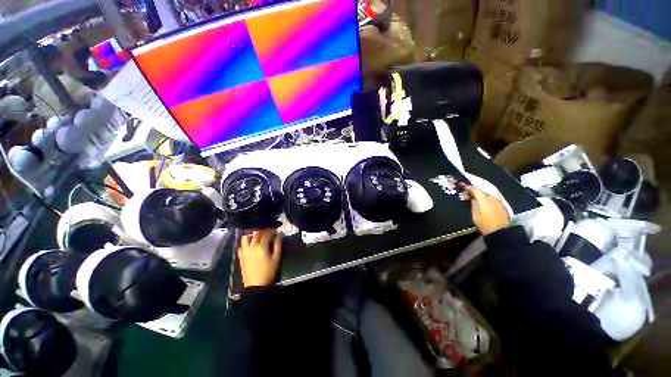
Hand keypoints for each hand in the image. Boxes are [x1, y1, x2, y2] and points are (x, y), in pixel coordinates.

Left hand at [238, 229, 282, 287]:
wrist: (256, 285)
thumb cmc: (268, 271)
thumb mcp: (276, 258)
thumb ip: (278, 244)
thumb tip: (279, 234)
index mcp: (261, 247)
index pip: (266, 233)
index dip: (272, 231)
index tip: (276, 231)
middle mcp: (251, 247)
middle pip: (256, 233)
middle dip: (263, 231)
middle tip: (268, 233)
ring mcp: (244, 251)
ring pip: (245, 237)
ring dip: (252, 235)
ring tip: (257, 237)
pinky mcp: (240, 256)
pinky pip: (241, 246)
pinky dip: (245, 243)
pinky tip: (250, 246)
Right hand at [465, 185, 509, 235]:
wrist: (500, 232)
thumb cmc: (485, 224)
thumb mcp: (475, 216)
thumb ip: (473, 205)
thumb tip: (473, 199)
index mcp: (485, 200)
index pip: (477, 190)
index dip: (470, 188)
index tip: (464, 187)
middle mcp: (493, 199)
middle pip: (483, 192)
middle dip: (476, 192)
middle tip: (470, 193)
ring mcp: (499, 203)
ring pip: (488, 196)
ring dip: (482, 196)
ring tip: (476, 199)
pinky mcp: (502, 207)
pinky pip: (493, 200)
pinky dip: (487, 200)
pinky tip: (484, 203)